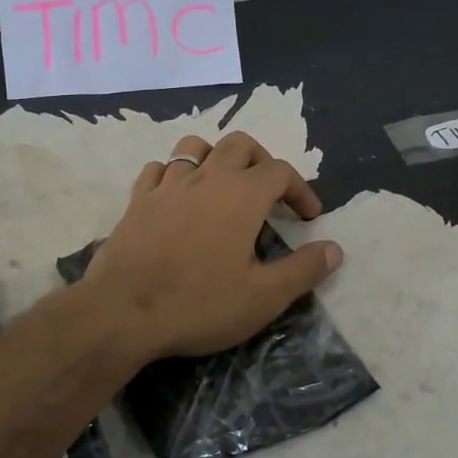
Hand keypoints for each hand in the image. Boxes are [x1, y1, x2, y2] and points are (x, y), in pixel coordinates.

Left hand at [83, 132, 343, 359]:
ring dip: (216, 158)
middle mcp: (206, 177)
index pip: (281, 171)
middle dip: (262, 162)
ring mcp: (167, 185)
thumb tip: (335, 248)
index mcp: (241, 195)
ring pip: (195, 147)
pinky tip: (178, 197)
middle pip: (240, 144)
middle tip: (270, 194)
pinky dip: (175, 173)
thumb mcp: (263, 297)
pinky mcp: (137, 200)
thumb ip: (303, 270)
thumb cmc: (199, 304)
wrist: (122, 312)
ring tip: (224, 187)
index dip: (300, 190)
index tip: (308, 218)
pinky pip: (159, 168)